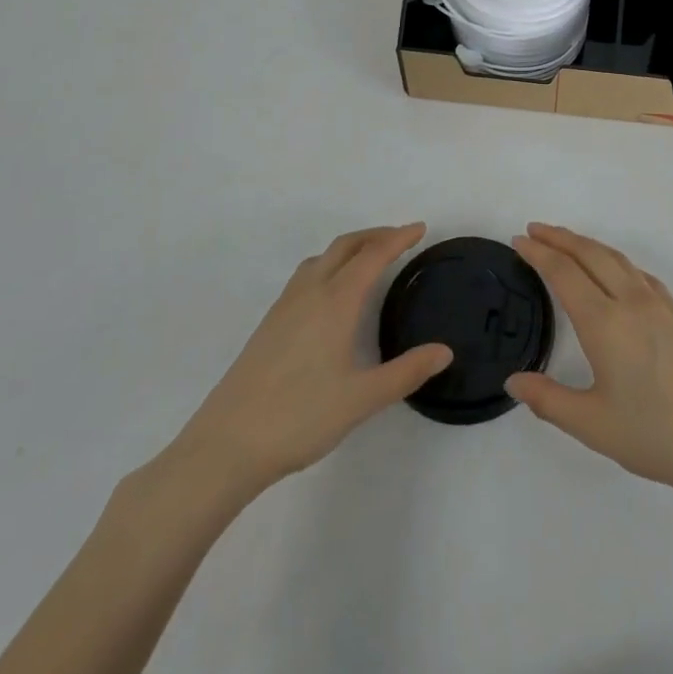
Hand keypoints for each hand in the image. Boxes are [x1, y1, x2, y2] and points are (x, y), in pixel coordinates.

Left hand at [152, 224, 450, 503]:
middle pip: (345, 246)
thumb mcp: (362, 399)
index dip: (398, 238)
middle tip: (401, 238)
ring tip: (369, 259)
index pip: (373, 255)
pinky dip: (329, 265)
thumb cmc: (300, 417)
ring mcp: (285, 306)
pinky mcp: (269, 324)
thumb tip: (445, 351)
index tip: (420, 228)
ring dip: (350, 248)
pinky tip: (331, 294)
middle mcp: (310, 293)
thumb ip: (406, 372)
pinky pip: (306, 275)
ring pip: (321, 258)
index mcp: (336, 302)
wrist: (227, 444)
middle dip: (375, 235)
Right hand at [505, 223, 672, 504]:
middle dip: (560, 237)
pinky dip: (615, 260)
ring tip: (566, 241)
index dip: (538, 253)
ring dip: (587, 244)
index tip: (519, 240)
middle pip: (590, 254)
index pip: (564, 273)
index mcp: (605, 324)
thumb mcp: (594, 426)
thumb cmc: (658, 436)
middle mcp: (631, 302)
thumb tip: (514, 380)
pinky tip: (614, 271)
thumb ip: (549, 400)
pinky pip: (638, 272)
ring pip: (617, 258)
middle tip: (535, 230)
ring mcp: (659, 304)